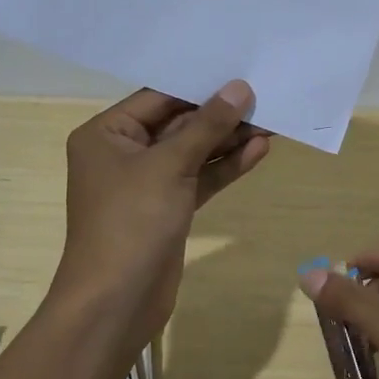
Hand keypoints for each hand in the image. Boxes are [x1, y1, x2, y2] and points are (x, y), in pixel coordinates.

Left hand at [56, 82, 270, 336]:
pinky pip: (199, 178)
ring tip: (271, 122)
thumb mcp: (170, 166)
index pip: (159, 97)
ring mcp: (146, 183)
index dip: (200, 86)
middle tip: (265, 98)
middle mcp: (124, 153)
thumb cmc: (131, 222)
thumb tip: (239, 88)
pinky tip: (258, 151)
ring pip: (193, 152)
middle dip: (220, 115)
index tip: (240, 74)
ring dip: (228, 140)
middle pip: (178, 123)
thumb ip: (206, 126)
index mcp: (107, 133)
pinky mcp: (167, 208)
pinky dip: (225, 167)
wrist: (115, 303)